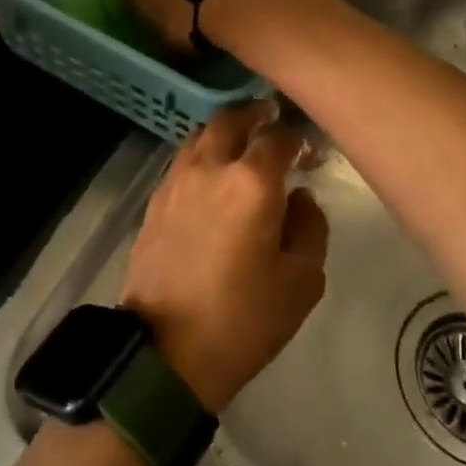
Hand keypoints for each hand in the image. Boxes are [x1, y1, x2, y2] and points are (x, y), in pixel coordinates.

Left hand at [120, 102, 329, 413]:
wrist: (167, 351)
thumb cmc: (244, 319)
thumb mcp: (302, 281)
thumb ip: (310, 227)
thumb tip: (300, 198)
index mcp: (251, 183)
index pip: (278, 138)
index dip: (298, 137)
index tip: (310, 147)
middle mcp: (210, 168)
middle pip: (230, 120)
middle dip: (254, 113)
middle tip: (271, 117)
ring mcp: (176, 182)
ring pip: (200, 136)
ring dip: (224, 131)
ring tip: (241, 142)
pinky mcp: (155, 201)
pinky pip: (182, 161)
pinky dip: (201, 154)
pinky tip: (212, 173)